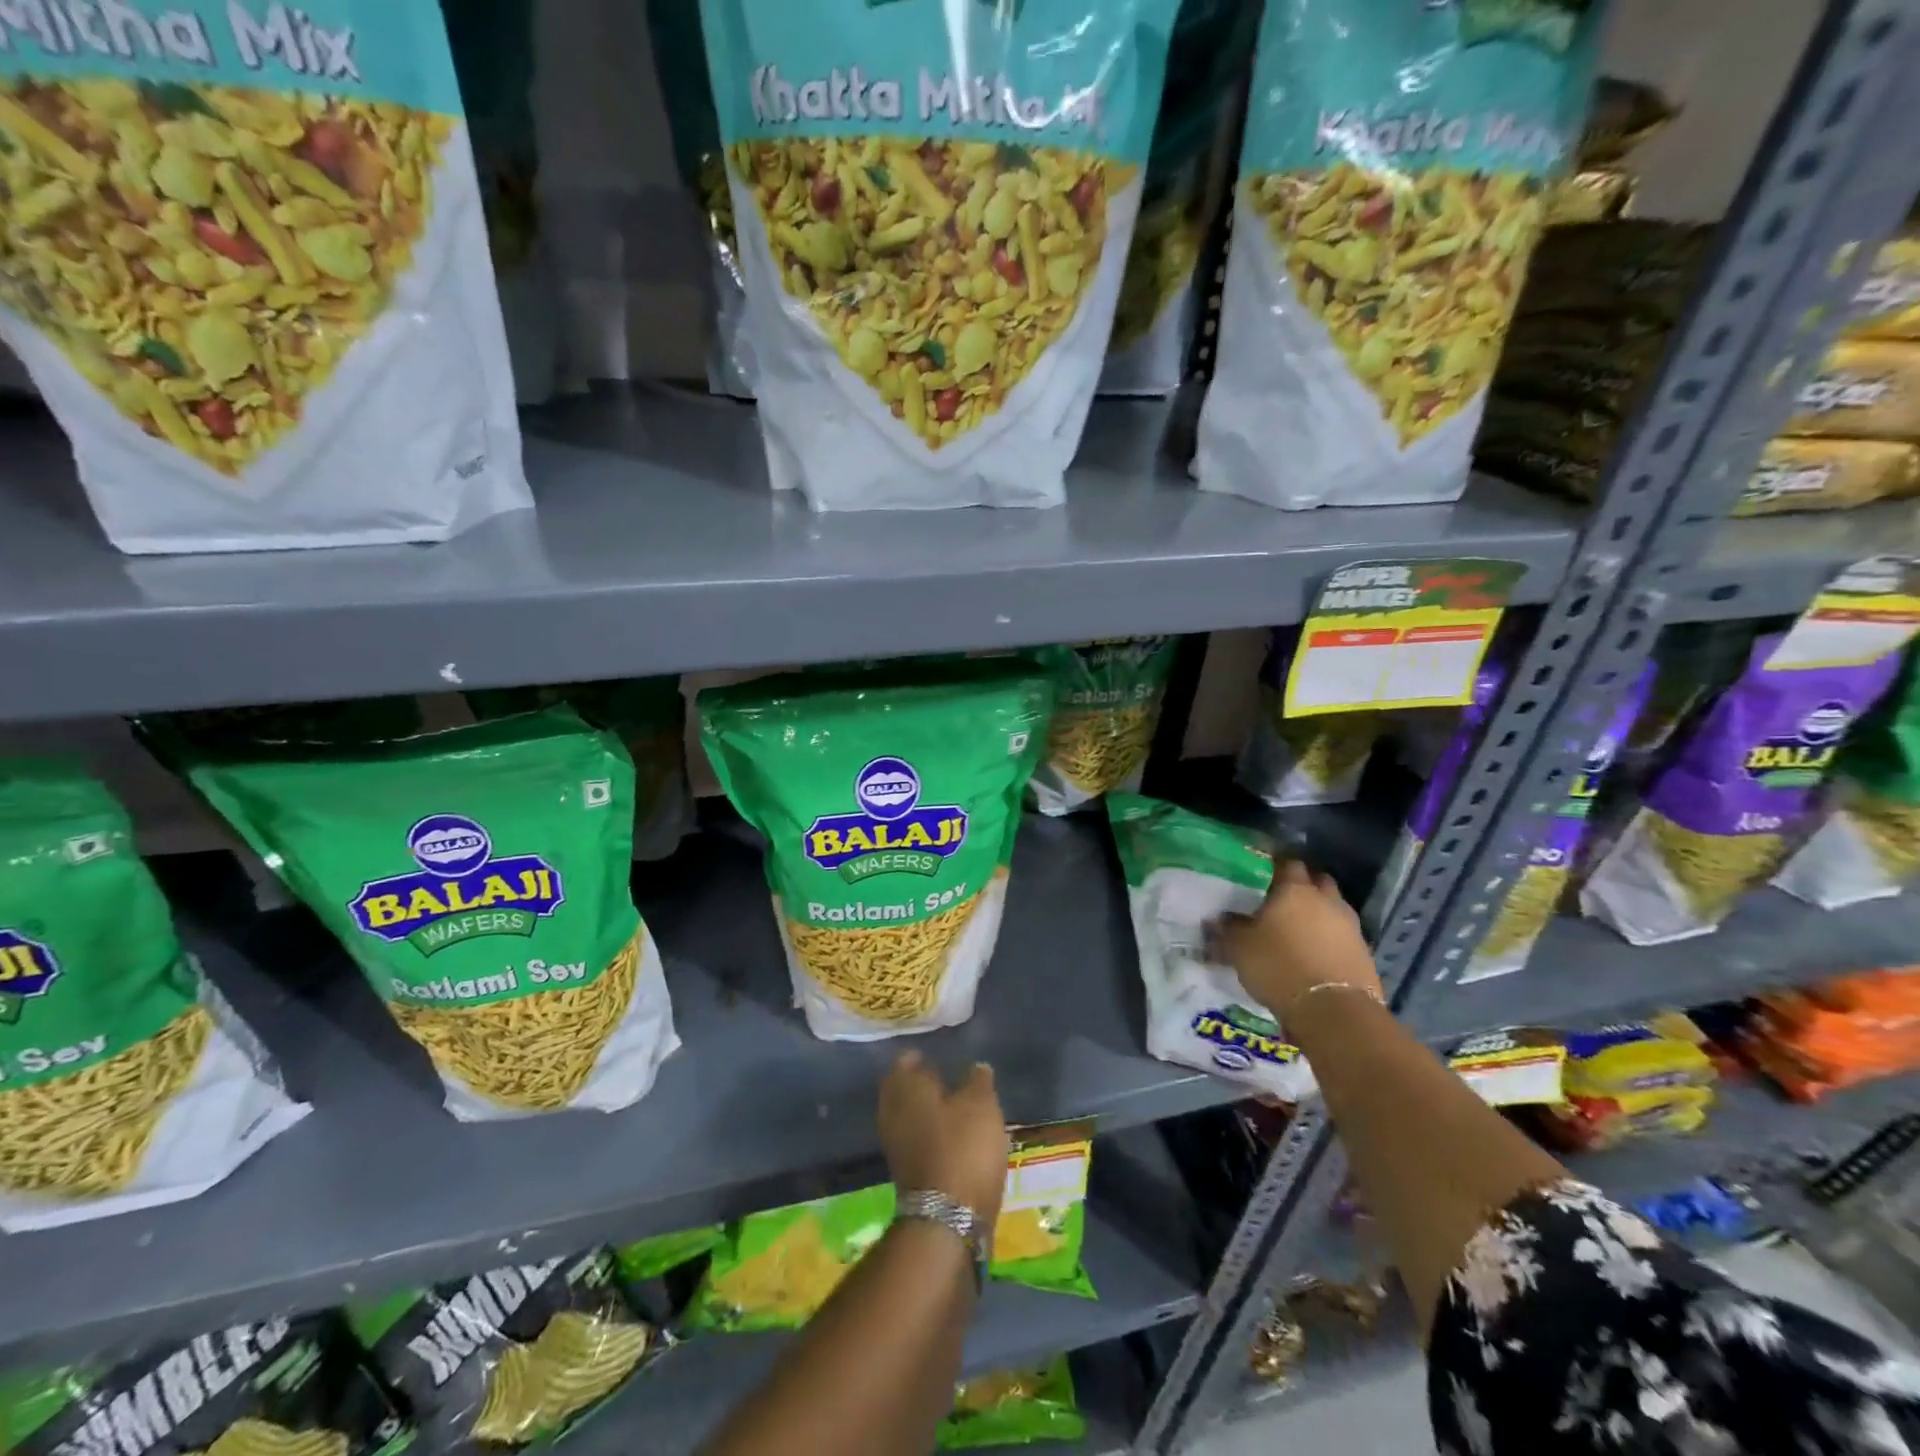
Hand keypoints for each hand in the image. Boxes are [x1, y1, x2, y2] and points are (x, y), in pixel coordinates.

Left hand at [879, 1052, 1008, 1225]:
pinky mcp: (906, 1172)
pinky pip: (915, 1140)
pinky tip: (951, 1135)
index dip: (918, 1056)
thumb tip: (976, 1066)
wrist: (947, 1220)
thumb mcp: (981, 1106)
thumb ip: (978, 1081)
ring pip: (908, 1116)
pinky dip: (929, 1133)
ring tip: (952, 1105)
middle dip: (919, 1083)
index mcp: (906, 1088)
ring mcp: (896, 1145)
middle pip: (903, 1089)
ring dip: (925, 1110)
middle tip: (942, 1076)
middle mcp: (893, 1112)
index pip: (904, 1061)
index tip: (934, 1053)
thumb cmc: (963, 1148)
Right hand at [1209, 860, 1381, 1023]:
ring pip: (1334, 908)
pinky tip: (1316, 954)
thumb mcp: (1239, 948)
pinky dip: (1331, 940)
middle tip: (1283, 899)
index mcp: (1295, 890)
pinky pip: (1344, 936)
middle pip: (1318, 881)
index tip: (1262, 874)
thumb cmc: (1278, 966)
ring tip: (1300, 929)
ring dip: (1320, 914)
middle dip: (1304, 886)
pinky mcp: (1364, 953)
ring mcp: (1350, 927)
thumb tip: (1218, 918)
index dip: (1276, 866)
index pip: (1288, 863)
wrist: (1332, 1010)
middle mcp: (1326, 900)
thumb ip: (1228, 929)